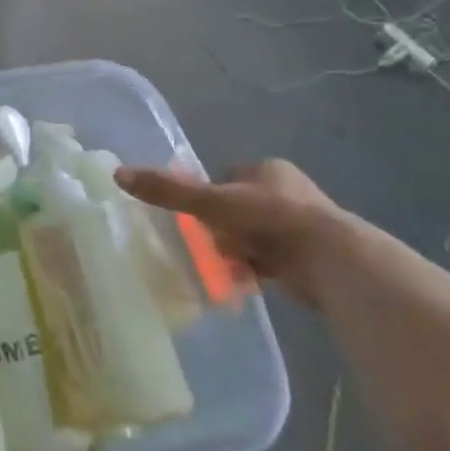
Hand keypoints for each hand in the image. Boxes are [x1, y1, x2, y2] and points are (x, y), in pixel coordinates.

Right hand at [119, 160, 345, 306]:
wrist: (332, 261)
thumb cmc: (270, 219)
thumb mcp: (210, 202)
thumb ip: (167, 190)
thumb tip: (118, 173)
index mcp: (269, 170)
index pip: (225, 177)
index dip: (206, 196)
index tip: (194, 216)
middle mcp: (288, 191)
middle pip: (236, 207)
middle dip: (220, 227)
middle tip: (205, 244)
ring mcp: (301, 224)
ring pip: (252, 234)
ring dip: (236, 249)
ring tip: (222, 265)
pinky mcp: (309, 255)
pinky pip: (269, 259)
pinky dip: (254, 268)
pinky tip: (242, 280)